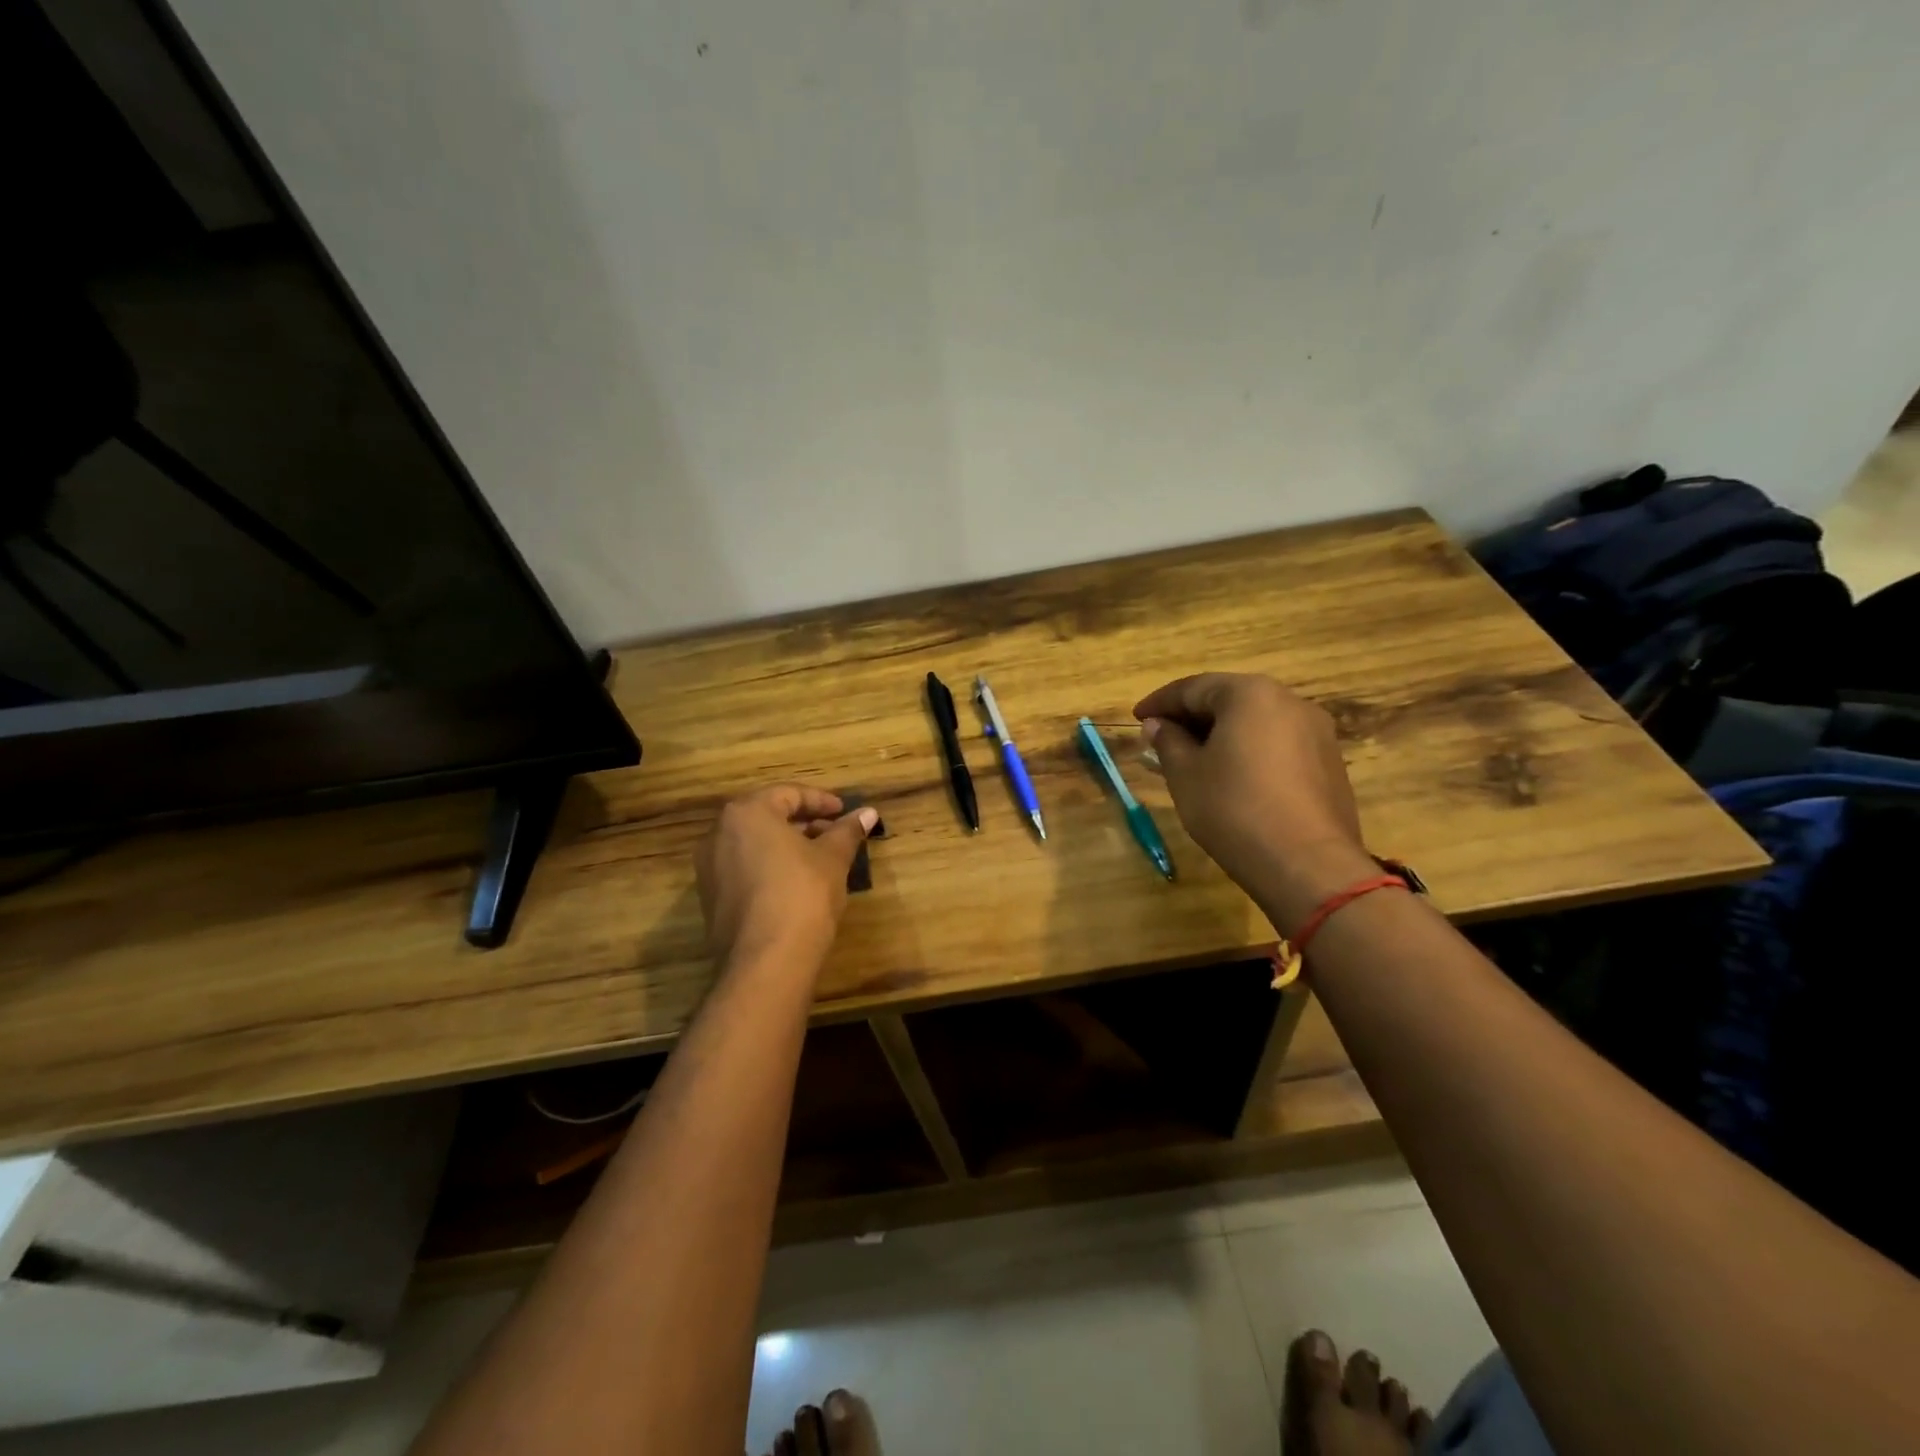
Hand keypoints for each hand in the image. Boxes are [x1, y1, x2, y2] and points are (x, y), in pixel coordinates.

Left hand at [694, 785, 878, 968]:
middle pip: (767, 816)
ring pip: (754, 844)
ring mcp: (709, 868)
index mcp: (747, 813)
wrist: (767, 961)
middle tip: (835, 834)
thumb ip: (847, 831)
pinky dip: (770, 867)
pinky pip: (744, 868)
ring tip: (821, 858)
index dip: (821, 801)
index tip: (845, 812)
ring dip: (787, 845)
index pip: (789, 794)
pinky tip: (797, 883)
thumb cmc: (803, 894)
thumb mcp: (833, 858)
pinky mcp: (711, 898)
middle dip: (804, 823)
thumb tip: (868, 812)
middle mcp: (719, 833)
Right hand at [1133, 673, 1374, 933]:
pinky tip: (1231, 777)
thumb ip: (1168, 742)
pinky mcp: (1329, 763)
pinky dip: (1249, 751)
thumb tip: (1157, 725)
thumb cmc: (1233, 810)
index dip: (1160, 703)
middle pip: (1229, 700)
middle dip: (1191, 718)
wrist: (1307, 865)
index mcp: (1250, 694)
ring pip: (1256, 722)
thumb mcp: (1185, 775)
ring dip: (1220, 735)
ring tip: (1192, 760)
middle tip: (1161, 739)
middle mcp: (1289, 701)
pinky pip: (1278, 744)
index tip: (1136, 718)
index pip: (1193, 688)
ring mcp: (1316, 732)